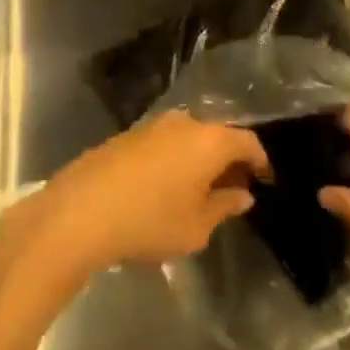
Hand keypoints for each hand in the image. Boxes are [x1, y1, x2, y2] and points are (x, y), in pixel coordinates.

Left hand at [9, 111, 269, 281]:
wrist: (82, 209)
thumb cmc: (150, 220)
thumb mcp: (196, 227)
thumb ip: (224, 207)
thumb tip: (242, 194)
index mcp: (210, 139)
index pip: (248, 141)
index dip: (260, 160)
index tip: (266, 180)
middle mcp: (186, 121)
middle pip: (219, 134)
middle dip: (230, 159)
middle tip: (235, 188)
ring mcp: (155, 124)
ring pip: (191, 136)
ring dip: (201, 159)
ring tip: (202, 190)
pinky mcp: (130, 134)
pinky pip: (167, 141)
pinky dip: (177, 158)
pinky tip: (169, 185)